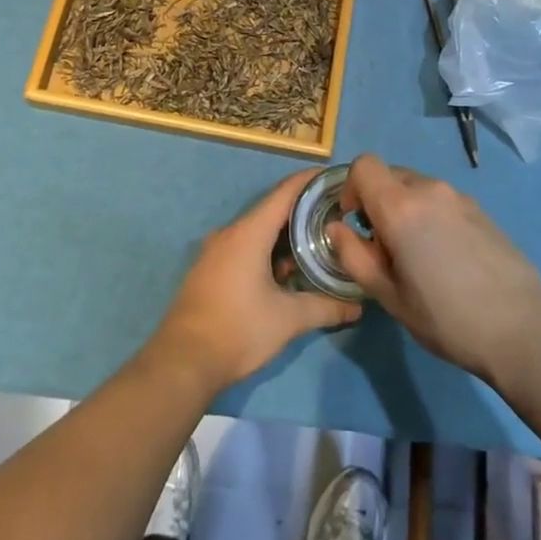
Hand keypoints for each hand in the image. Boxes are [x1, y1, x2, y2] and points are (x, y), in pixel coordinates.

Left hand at [148, 169, 362, 393]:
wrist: (183, 362)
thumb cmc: (238, 330)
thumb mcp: (288, 319)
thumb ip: (325, 308)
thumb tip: (357, 306)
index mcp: (249, 233)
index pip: (285, 193)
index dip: (310, 181)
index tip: (336, 177)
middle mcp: (231, 233)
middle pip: (272, 211)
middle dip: (304, 212)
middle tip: (336, 216)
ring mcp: (217, 252)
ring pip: (258, 232)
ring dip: (286, 236)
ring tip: (318, 243)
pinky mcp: (210, 270)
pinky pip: (245, 248)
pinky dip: (268, 251)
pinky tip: (287, 272)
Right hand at [326, 155, 540, 385]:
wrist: (521, 327)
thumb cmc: (445, 316)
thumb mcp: (388, 295)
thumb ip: (354, 256)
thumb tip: (336, 228)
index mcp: (400, 206)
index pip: (363, 165)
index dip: (350, 187)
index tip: (354, 221)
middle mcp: (429, 189)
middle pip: (390, 176)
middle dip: (377, 202)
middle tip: (384, 247)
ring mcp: (459, 197)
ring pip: (417, 188)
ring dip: (405, 210)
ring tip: (417, 256)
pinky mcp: (481, 210)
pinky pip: (441, 201)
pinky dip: (431, 216)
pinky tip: (446, 258)